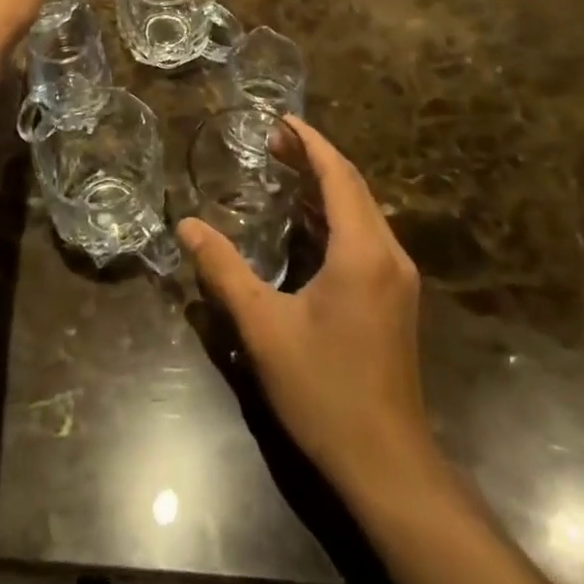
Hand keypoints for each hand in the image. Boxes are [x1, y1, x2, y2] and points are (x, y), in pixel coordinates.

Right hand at [178, 117, 435, 500]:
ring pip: (362, 211)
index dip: (310, 142)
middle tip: (271, 141)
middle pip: (353, 186)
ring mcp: (397, 278)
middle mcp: (388, 254)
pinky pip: (365, 235)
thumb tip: (186, 225)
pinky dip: (335, 215)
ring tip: (283, 169)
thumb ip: (224, 270)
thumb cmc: (323, 389)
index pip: (338, 175)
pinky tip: (305, 222)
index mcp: (362, 251)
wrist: (387, 464)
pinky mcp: (395, 298)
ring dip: (325, 186)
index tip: (281, 119)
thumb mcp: (263, 327)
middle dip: (314, 158)